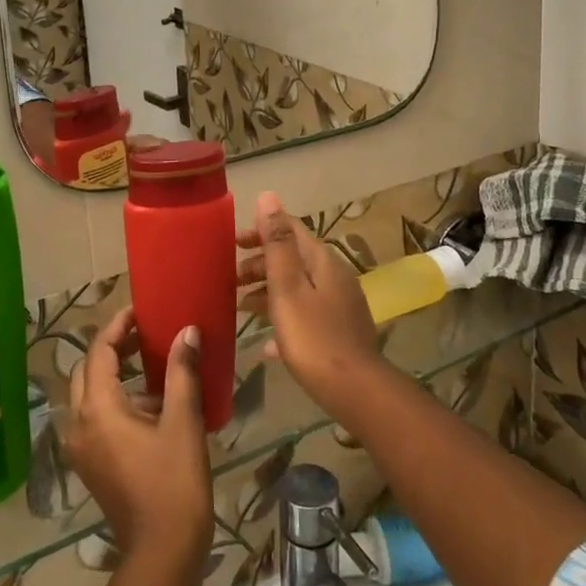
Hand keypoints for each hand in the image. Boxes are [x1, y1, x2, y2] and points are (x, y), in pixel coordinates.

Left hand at [63, 308, 212, 572]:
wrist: (162, 553)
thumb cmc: (174, 483)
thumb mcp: (182, 421)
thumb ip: (181, 371)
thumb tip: (187, 331)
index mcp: (97, 409)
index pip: (99, 351)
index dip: (118, 327)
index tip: (139, 311)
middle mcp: (78, 424)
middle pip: (87, 370)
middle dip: (113, 348)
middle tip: (144, 334)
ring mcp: (80, 448)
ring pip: (88, 394)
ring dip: (113, 373)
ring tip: (150, 363)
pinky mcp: (90, 464)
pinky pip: (94, 417)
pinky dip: (114, 400)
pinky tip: (149, 403)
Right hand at [236, 192, 383, 416]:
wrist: (354, 390)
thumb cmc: (313, 336)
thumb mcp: (288, 287)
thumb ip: (277, 242)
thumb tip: (268, 196)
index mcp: (322, 260)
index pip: (290, 229)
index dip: (261, 229)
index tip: (232, 242)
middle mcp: (334, 275)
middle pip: (293, 258)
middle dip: (260, 263)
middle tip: (230, 277)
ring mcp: (339, 304)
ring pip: (297, 287)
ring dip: (268, 291)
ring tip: (240, 307)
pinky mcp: (339, 330)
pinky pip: (305, 314)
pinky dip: (283, 318)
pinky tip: (267, 343)